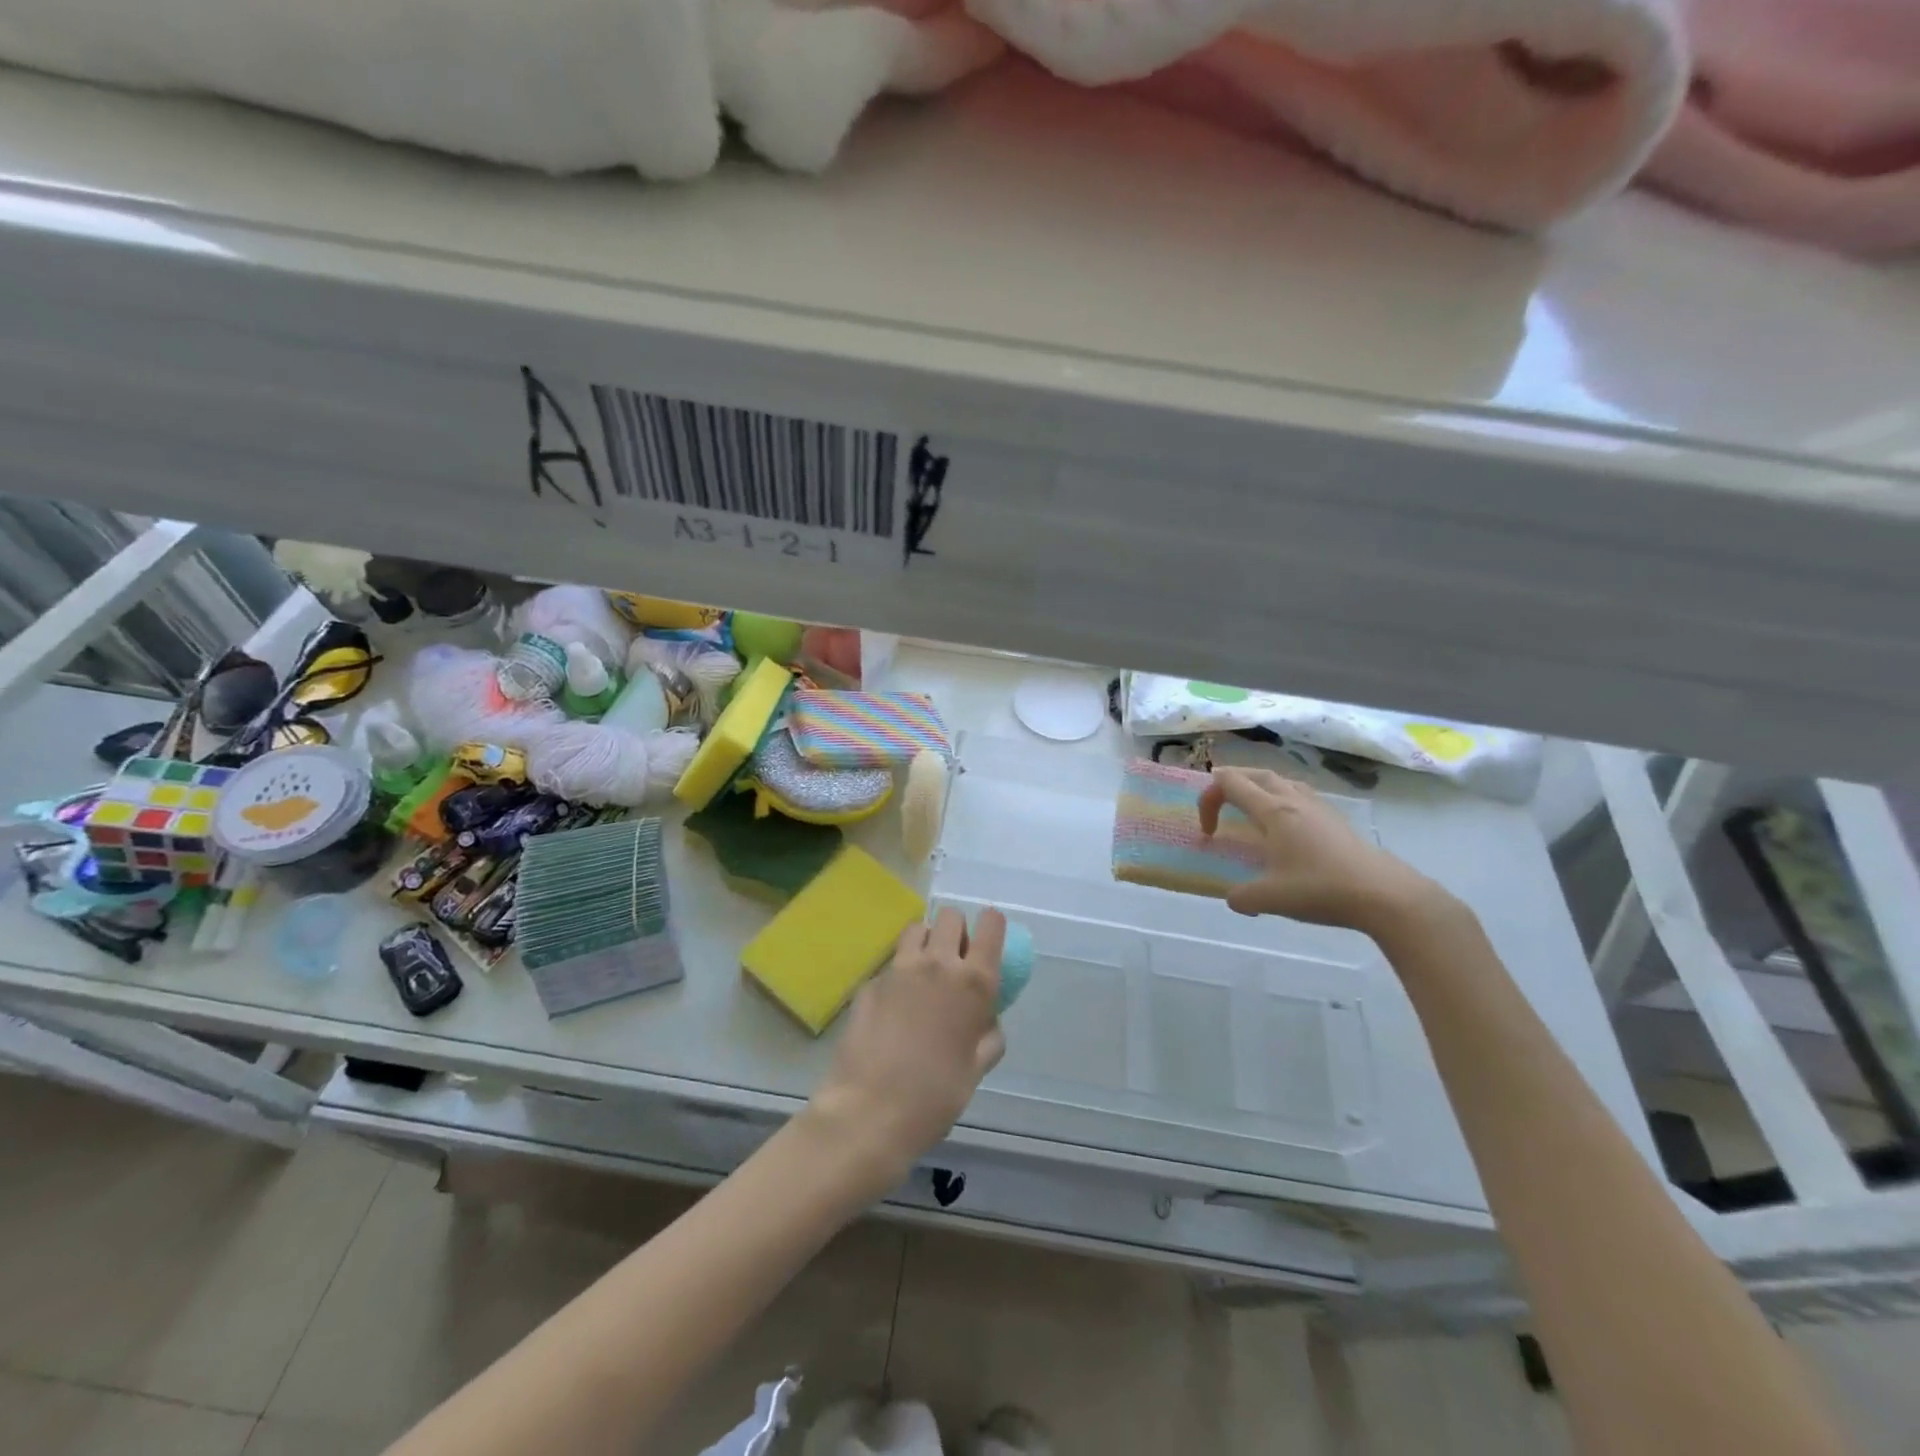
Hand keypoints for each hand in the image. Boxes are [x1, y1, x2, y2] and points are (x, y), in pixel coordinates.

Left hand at [806, 907, 1005, 1188]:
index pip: (991, 924)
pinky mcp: (871, 982)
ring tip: (924, 972)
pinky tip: (894, 1006)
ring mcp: (899, 969)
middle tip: (955, 961)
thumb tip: (986, 1018)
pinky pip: (892, 963)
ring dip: (926, 941)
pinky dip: (899, 973)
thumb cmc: (936, 1096)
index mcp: (973, 982)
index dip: (992, 927)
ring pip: (917, 928)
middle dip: (957, 931)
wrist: (870, 1111)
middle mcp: (938, 964)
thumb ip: (988, 1034)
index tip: (988, 942)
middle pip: (950, 916)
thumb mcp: (977, 1068)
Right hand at [1199, 767, 1440, 933]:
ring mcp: (1318, 806)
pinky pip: (1299, 794)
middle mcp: (1293, 800)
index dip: (1208, 800)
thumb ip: (1241, 896)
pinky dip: (1281, 799)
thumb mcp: (1270, 899)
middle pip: (1254, 774)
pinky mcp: (1335, 819)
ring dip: (1257, 788)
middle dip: (1229, 784)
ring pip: (1280, 780)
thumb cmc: (1322, 889)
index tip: (1209, 833)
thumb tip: (1233, 897)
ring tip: (1250, 811)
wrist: (1384, 894)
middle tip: (1218, 806)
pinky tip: (1286, 827)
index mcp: (1272, 811)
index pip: (1229, 783)